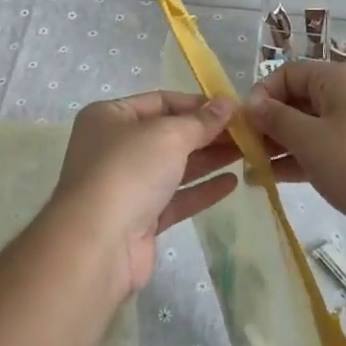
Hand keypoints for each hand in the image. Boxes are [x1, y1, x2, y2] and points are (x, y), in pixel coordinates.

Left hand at [47, 92, 240, 298]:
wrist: (98, 244)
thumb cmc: (128, 171)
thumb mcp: (168, 135)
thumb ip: (200, 121)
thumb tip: (226, 103)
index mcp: (110, 117)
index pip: (160, 101)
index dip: (197, 104)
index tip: (233, 109)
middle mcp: (114, 147)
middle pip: (168, 134)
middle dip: (206, 133)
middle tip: (247, 133)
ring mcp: (126, 185)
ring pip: (174, 167)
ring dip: (208, 159)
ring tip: (247, 153)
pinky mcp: (139, 219)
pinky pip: (175, 198)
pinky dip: (201, 189)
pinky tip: (231, 183)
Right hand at [243, 59, 345, 267]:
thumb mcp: (311, 140)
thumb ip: (276, 120)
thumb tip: (250, 104)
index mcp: (337, 81)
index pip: (287, 73)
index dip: (261, 94)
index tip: (241, 123)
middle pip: (296, 101)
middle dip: (266, 123)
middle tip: (239, 150)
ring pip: (306, 130)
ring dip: (277, 146)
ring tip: (247, 168)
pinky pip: (319, 153)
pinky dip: (296, 162)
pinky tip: (269, 180)